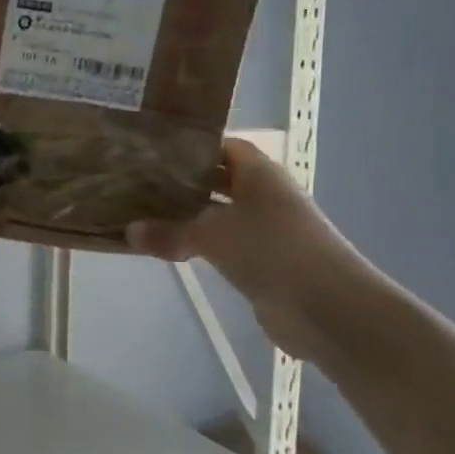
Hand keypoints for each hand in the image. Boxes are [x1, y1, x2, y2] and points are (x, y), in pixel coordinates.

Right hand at [126, 138, 372, 363]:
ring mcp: (263, 231)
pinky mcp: (260, 262)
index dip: (191, 146)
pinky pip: (220, 245)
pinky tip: (166, 248)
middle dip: (181, 182)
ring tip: (142, 213)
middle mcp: (263, 196)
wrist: (325, 307)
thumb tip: (128, 231)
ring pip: (216, 215)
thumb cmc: (271, 250)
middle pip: (217, 180)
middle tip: (137, 182)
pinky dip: (196, 244)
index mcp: (259, 174)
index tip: (152, 150)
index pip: (221, 146)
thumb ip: (169, 232)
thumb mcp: (212, 235)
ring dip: (186, 216)